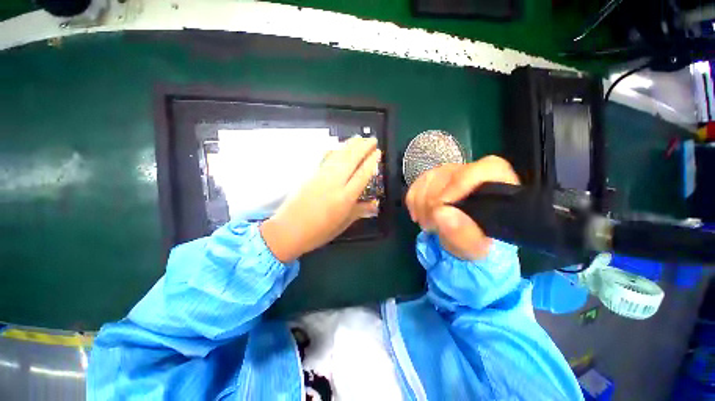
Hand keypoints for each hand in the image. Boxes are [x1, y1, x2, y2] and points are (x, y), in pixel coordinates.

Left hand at [260, 137, 380, 261]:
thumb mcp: (343, 224)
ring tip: (359, 138)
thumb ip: (360, 211)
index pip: (362, 174)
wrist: (289, 230)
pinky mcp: (311, 174)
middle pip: (351, 159)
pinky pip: (325, 158)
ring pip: (338, 156)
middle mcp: (335, 183)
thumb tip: (375, 205)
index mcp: (345, 197)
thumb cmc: (319, 231)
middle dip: (363, 147)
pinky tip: (338, 146)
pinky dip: (334, 150)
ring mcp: (321, 176)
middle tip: (372, 139)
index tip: (378, 152)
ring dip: (350, 145)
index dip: (371, 162)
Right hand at [405, 155, 518, 259]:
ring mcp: (453, 173)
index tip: (440, 206)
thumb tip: (441, 212)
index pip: (484, 169)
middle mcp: (475, 173)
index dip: (459, 184)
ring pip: (429, 177)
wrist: (462, 240)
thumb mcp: (475, 247)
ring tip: (427, 225)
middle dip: (432, 202)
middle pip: (448, 174)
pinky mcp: (435, 177)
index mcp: (498, 186)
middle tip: (430, 225)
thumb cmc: (475, 243)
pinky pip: (417, 182)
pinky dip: (413, 200)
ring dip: (421, 204)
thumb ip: (463, 233)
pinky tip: (418, 215)